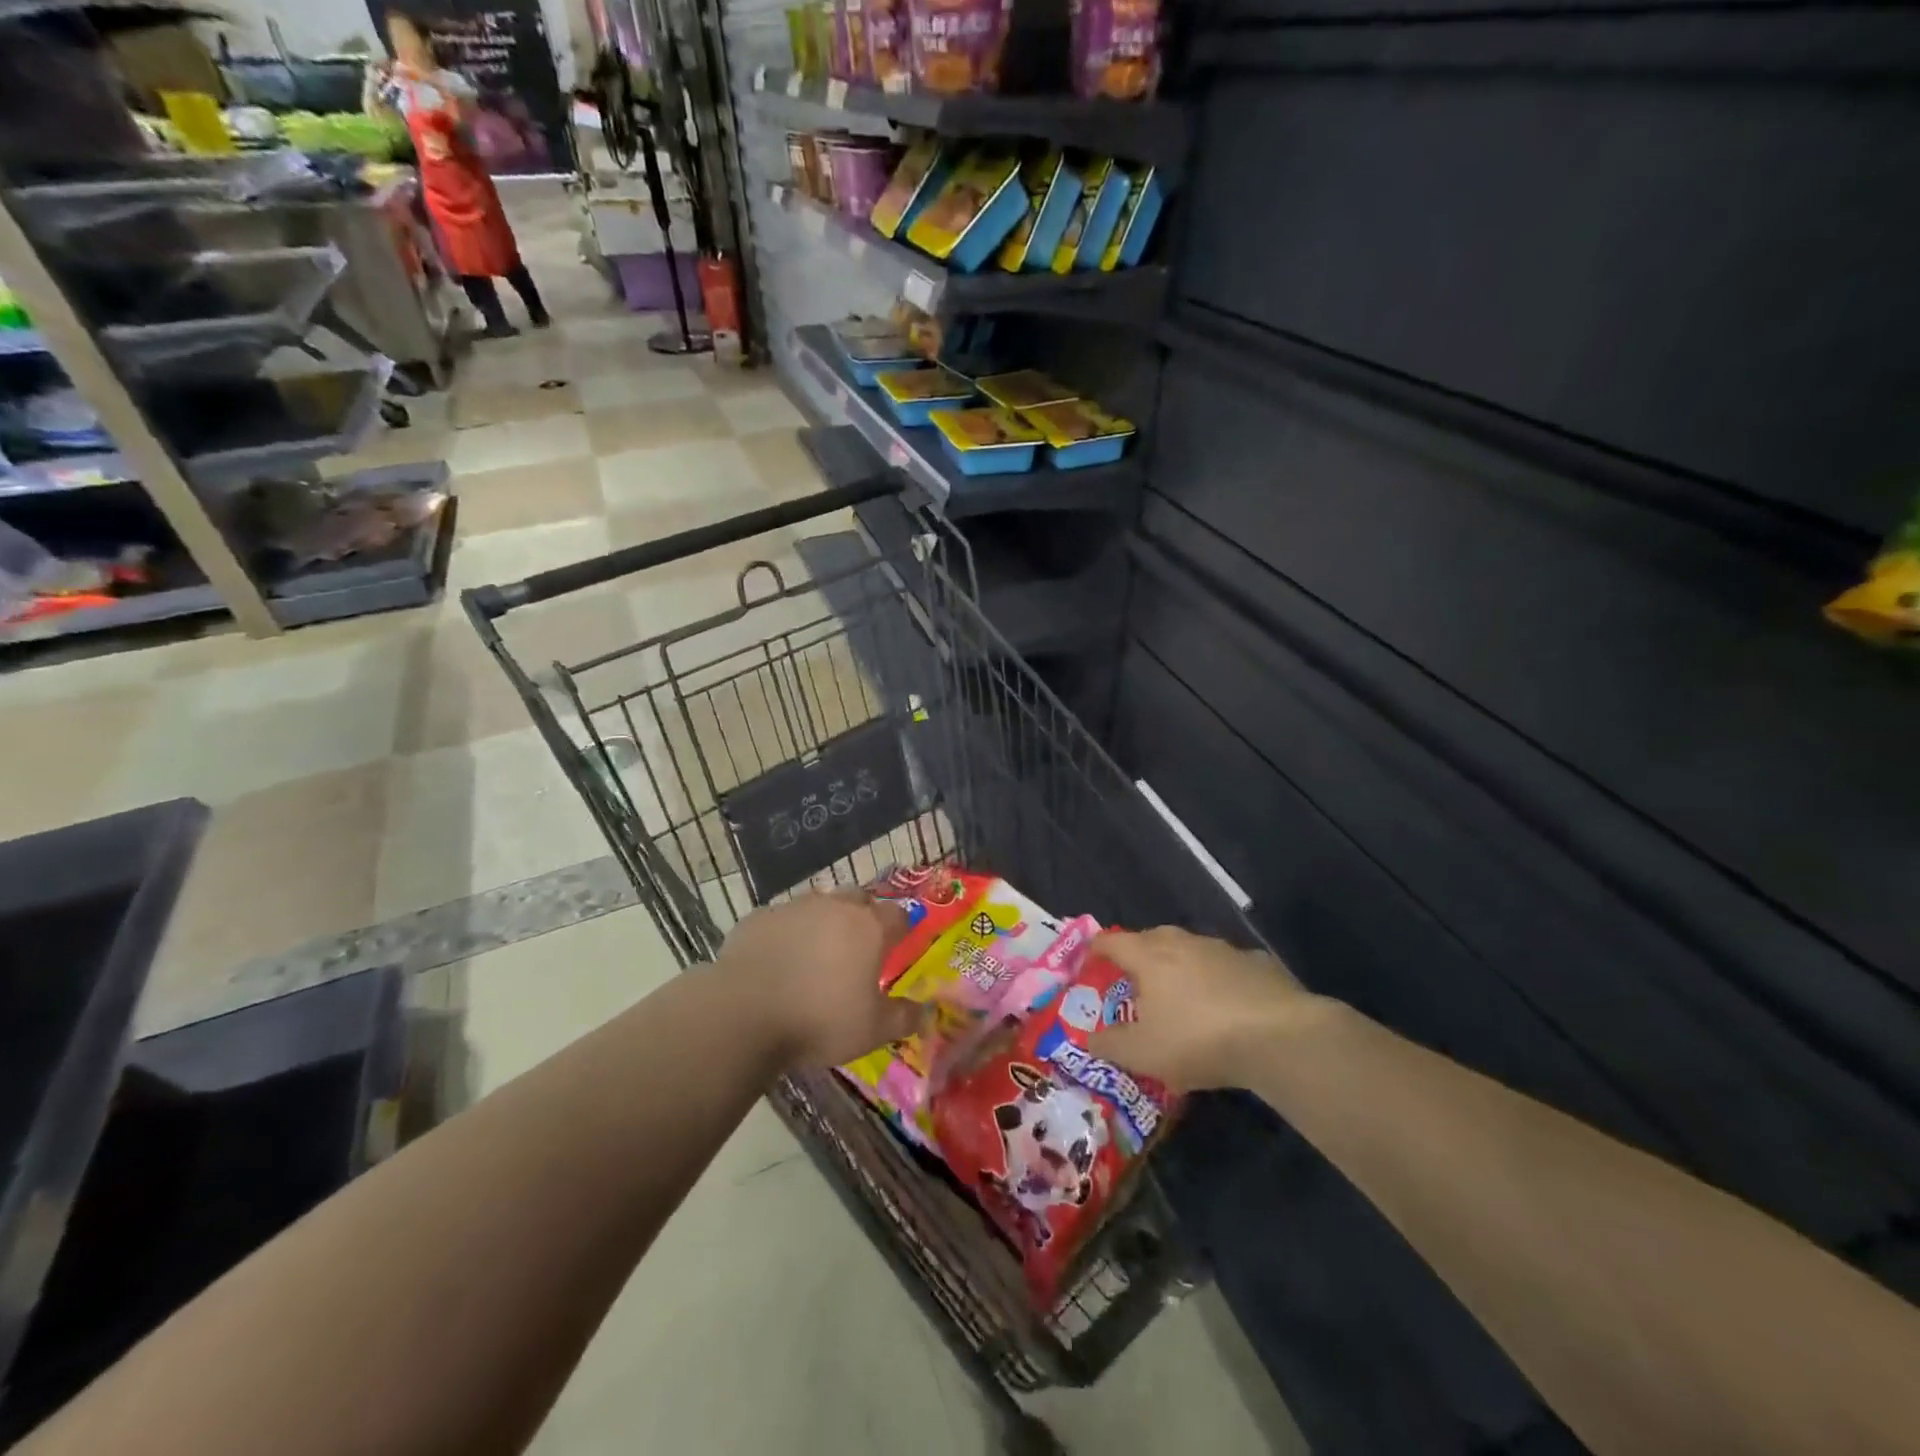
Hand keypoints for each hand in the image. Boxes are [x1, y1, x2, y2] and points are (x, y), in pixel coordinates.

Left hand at [715, 890, 921, 1069]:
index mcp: (869, 927)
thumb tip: (926, 1013)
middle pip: (858, 899)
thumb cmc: (820, 1019)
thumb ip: (904, 1018)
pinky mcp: (759, 918)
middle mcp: (835, 907)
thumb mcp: (872, 1030)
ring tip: (816, 956)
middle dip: (862, 917)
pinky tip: (778, 961)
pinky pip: (781, 920)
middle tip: (858, 948)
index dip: (901, 929)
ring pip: (818, 905)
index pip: (898, 915)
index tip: (898, 946)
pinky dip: (786, 934)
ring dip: (823, 923)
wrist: (744, 1012)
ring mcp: (794, 908)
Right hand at [1088, 927, 1324, 1090]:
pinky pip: (1226, 966)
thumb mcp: (1143, 1053)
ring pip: (1191, 949)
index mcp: (1149, 956)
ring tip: (1181, 995)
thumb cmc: (1197, 1039)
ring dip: (1180, 966)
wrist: (1278, 1037)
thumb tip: (1087, 1038)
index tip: (1089, 964)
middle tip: (1134, 982)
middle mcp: (1183, 942)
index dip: (1096, 951)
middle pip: (1151, 938)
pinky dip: (1218, 979)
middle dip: (1139, 955)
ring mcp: (1223, 949)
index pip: (1112, 942)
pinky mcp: (1257, 963)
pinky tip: (1226, 1004)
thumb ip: (1109, 1044)